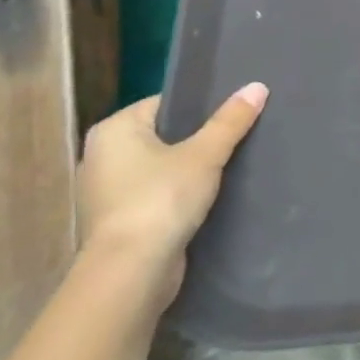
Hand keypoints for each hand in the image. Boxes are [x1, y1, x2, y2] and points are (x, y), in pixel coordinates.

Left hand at [76, 83, 268, 306]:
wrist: (131, 273)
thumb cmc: (161, 200)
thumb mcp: (204, 155)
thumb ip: (230, 121)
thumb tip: (258, 86)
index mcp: (113, 130)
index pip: (164, 103)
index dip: (201, 105)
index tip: (235, 111)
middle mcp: (101, 156)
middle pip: (163, 135)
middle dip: (198, 137)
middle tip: (240, 134)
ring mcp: (106, 192)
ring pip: (160, 167)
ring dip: (190, 168)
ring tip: (232, 163)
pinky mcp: (119, 221)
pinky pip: (156, 194)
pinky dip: (179, 194)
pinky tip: (212, 196)